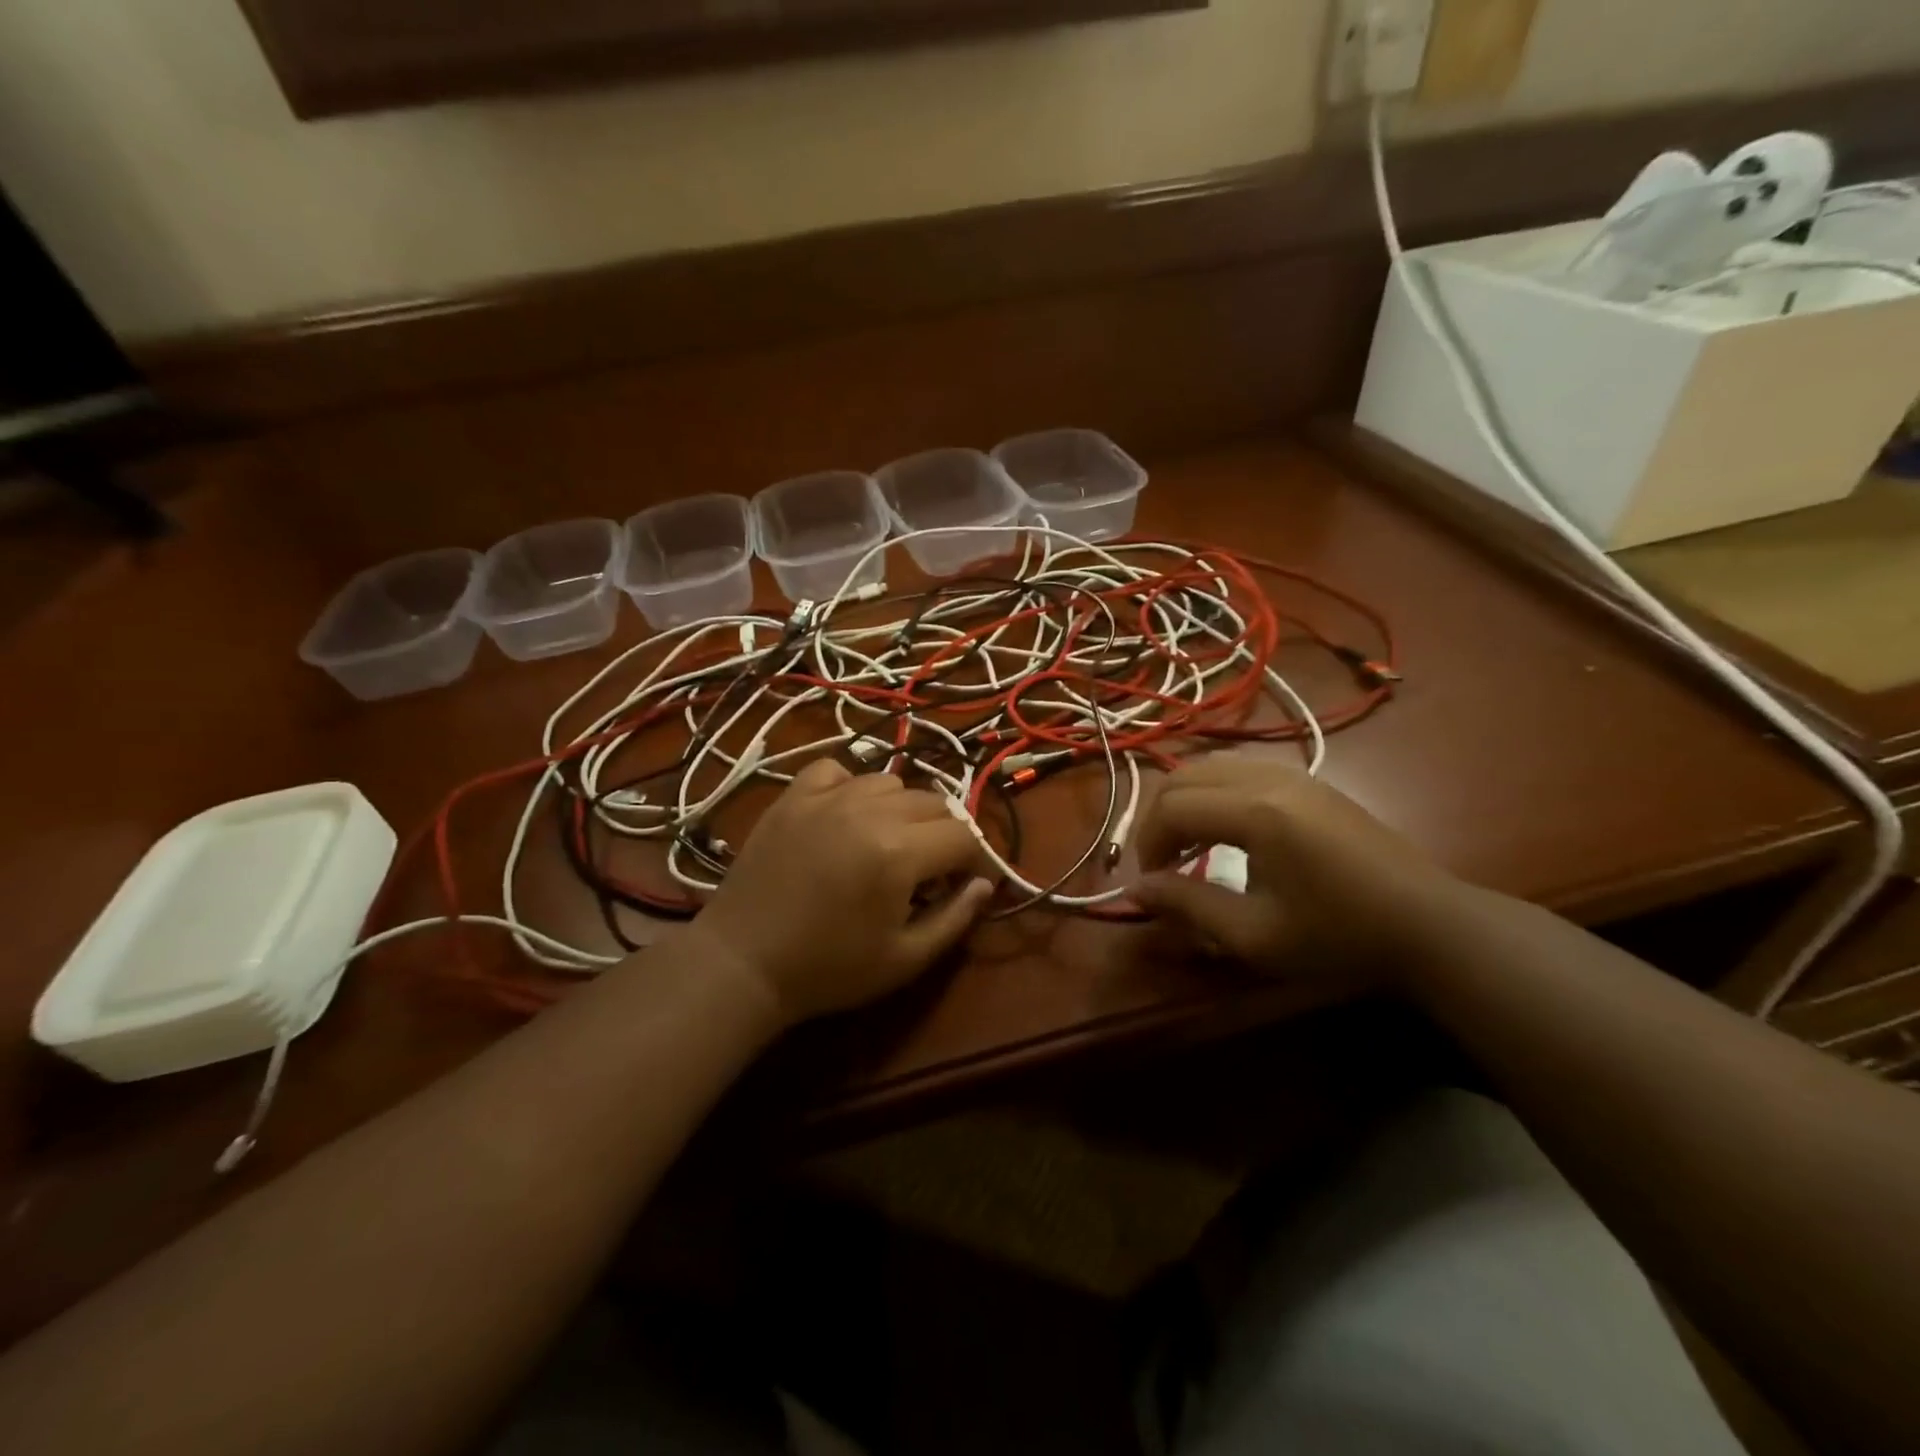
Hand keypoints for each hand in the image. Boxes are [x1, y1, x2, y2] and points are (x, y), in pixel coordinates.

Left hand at [693, 760, 993, 1025]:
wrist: (742, 962)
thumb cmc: (828, 969)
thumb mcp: (904, 959)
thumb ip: (955, 918)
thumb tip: (985, 885)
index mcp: (900, 851)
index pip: (963, 836)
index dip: (975, 861)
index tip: (965, 883)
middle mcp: (869, 810)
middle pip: (933, 802)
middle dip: (943, 834)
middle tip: (928, 870)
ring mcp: (827, 797)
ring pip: (889, 781)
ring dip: (901, 809)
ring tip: (886, 842)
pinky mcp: (793, 796)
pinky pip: (836, 770)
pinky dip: (849, 786)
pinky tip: (844, 814)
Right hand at [1133, 754, 1464, 984]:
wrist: (1428, 924)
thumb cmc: (1339, 936)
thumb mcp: (1255, 935)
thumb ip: (1187, 905)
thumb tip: (1133, 890)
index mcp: (1255, 812)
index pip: (1171, 808)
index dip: (1148, 844)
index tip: (1153, 883)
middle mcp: (1268, 778)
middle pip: (1183, 776)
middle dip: (1159, 818)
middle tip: (1164, 863)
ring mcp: (1292, 773)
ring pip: (1210, 766)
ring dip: (1185, 801)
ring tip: (1189, 845)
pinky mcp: (1309, 780)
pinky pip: (1239, 769)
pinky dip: (1214, 792)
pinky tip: (1226, 830)